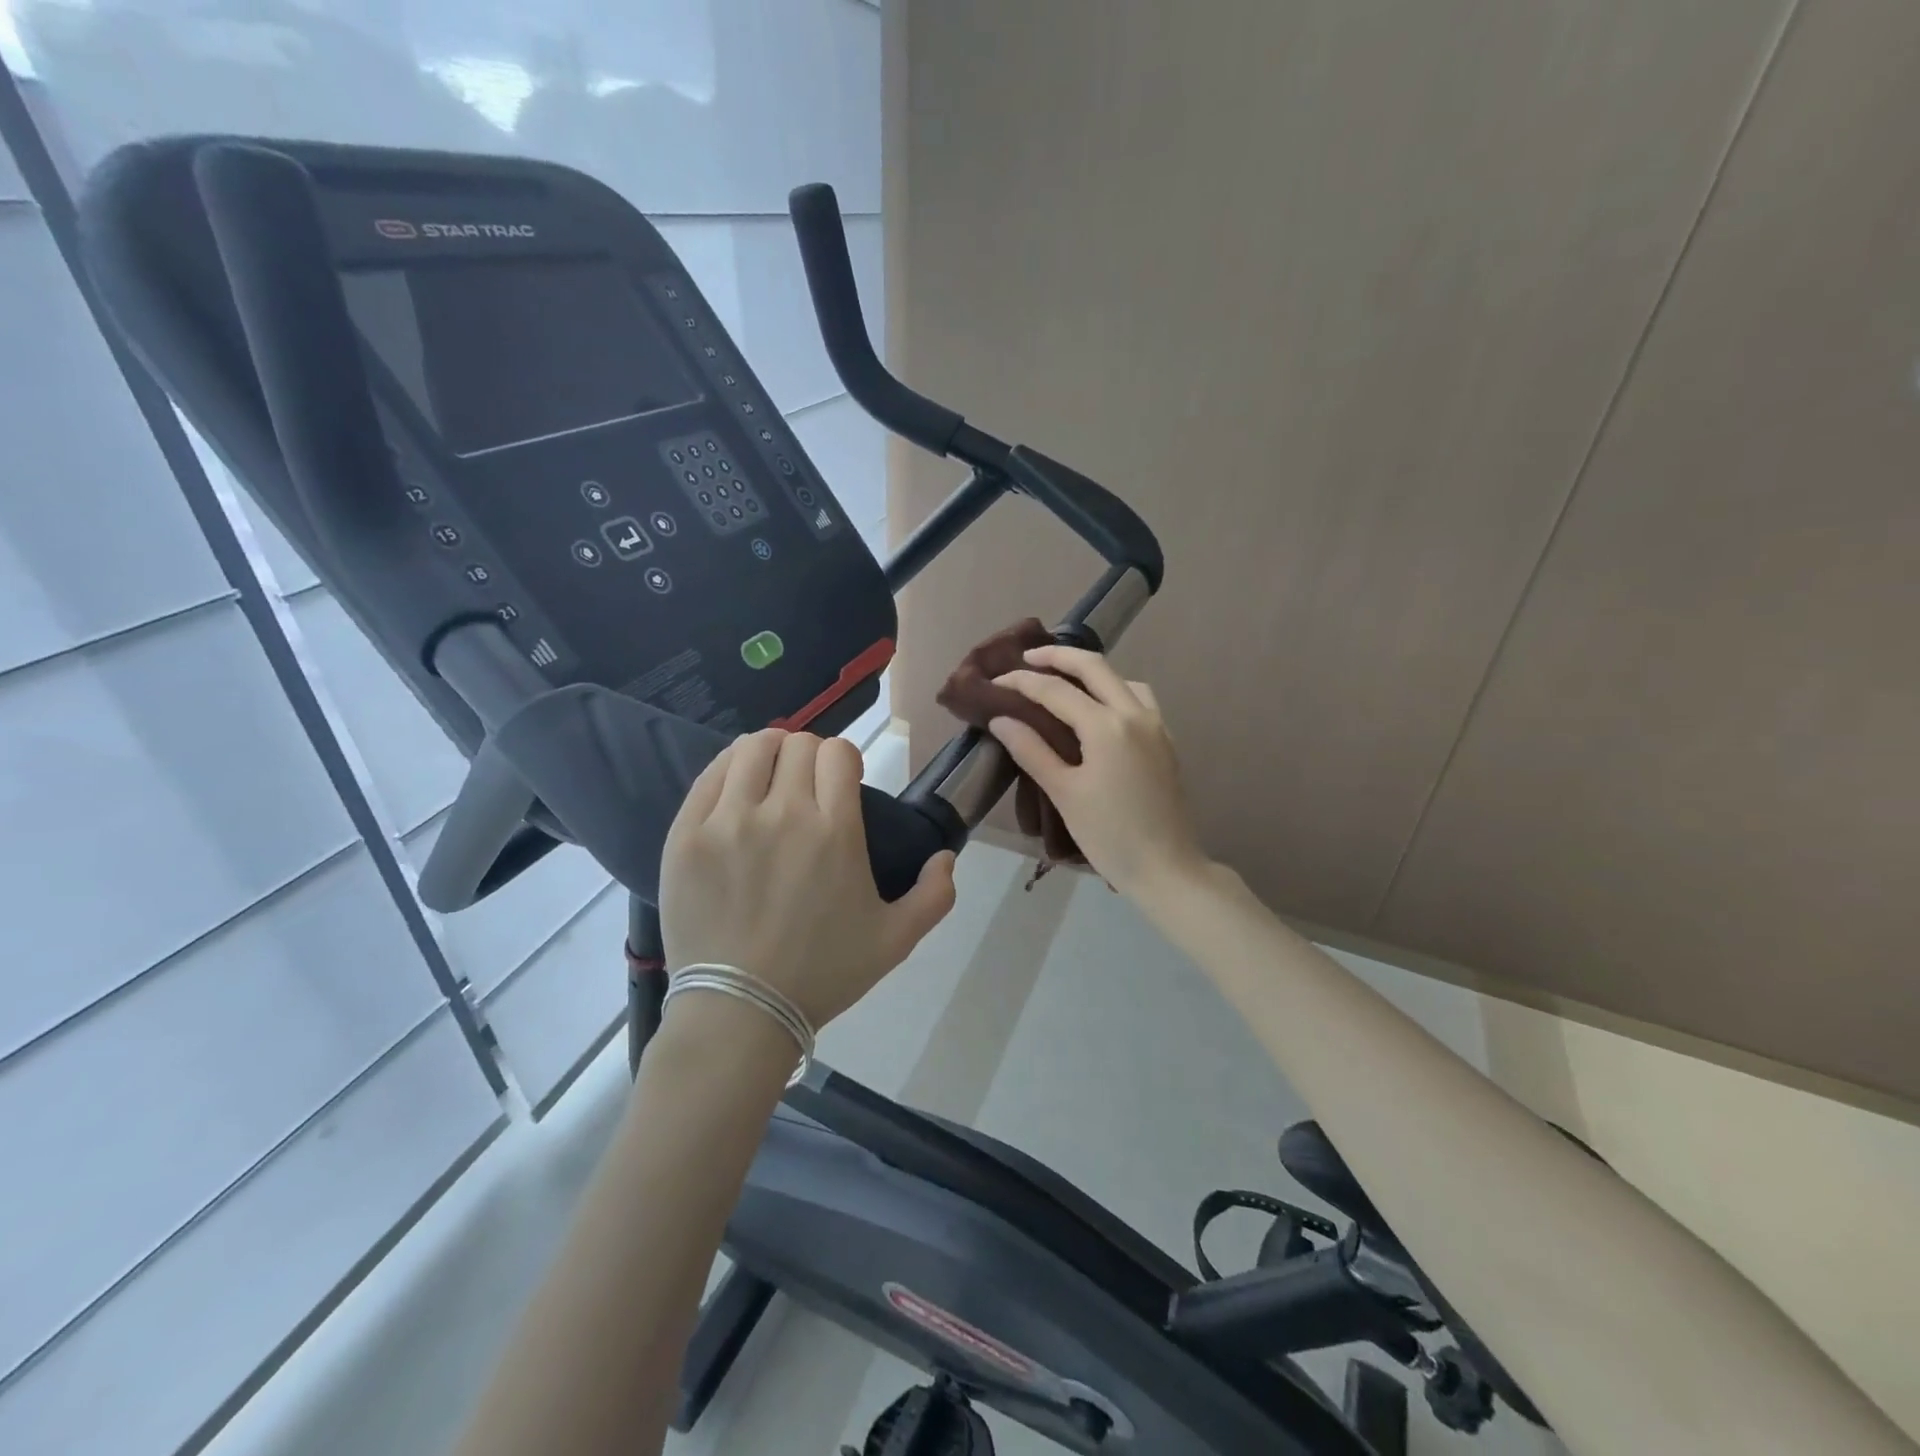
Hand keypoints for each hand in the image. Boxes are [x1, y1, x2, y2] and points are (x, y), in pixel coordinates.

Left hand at [659, 730, 956, 1028]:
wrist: (740, 1011)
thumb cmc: (822, 974)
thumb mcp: (896, 941)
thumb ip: (935, 896)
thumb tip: (946, 857)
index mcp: (835, 830)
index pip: (839, 752)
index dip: (843, 760)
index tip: (840, 783)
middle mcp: (783, 812)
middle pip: (797, 744)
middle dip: (808, 756)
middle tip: (805, 787)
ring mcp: (728, 821)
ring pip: (751, 749)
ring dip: (768, 753)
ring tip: (768, 778)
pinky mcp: (686, 834)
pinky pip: (709, 775)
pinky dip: (727, 771)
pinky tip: (735, 791)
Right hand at [987, 646, 1209, 898]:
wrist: (1168, 868)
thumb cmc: (1110, 835)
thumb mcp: (1064, 793)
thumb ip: (1032, 751)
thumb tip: (1002, 719)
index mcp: (1107, 726)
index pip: (1056, 690)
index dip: (1022, 681)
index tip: (996, 680)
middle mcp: (1135, 714)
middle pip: (1094, 667)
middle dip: (1058, 656)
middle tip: (1027, 658)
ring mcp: (1156, 725)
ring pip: (1121, 679)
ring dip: (1090, 670)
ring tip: (1062, 679)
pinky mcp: (1165, 741)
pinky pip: (1138, 698)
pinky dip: (1112, 689)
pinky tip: (1098, 709)